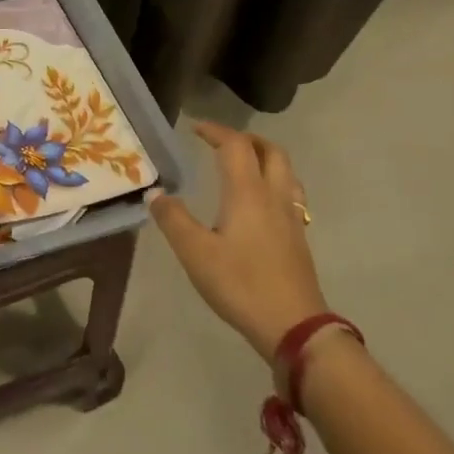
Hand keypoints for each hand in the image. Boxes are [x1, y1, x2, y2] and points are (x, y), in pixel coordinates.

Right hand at [148, 124, 324, 359]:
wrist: (294, 326)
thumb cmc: (240, 284)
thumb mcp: (195, 252)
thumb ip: (173, 219)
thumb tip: (155, 193)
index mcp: (248, 193)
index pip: (236, 146)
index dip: (215, 131)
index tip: (194, 128)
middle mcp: (274, 197)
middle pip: (271, 151)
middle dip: (246, 139)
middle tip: (220, 142)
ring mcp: (292, 218)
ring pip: (286, 172)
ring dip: (264, 158)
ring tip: (242, 164)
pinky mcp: (298, 238)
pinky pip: (290, 194)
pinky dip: (273, 182)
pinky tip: (259, 203)